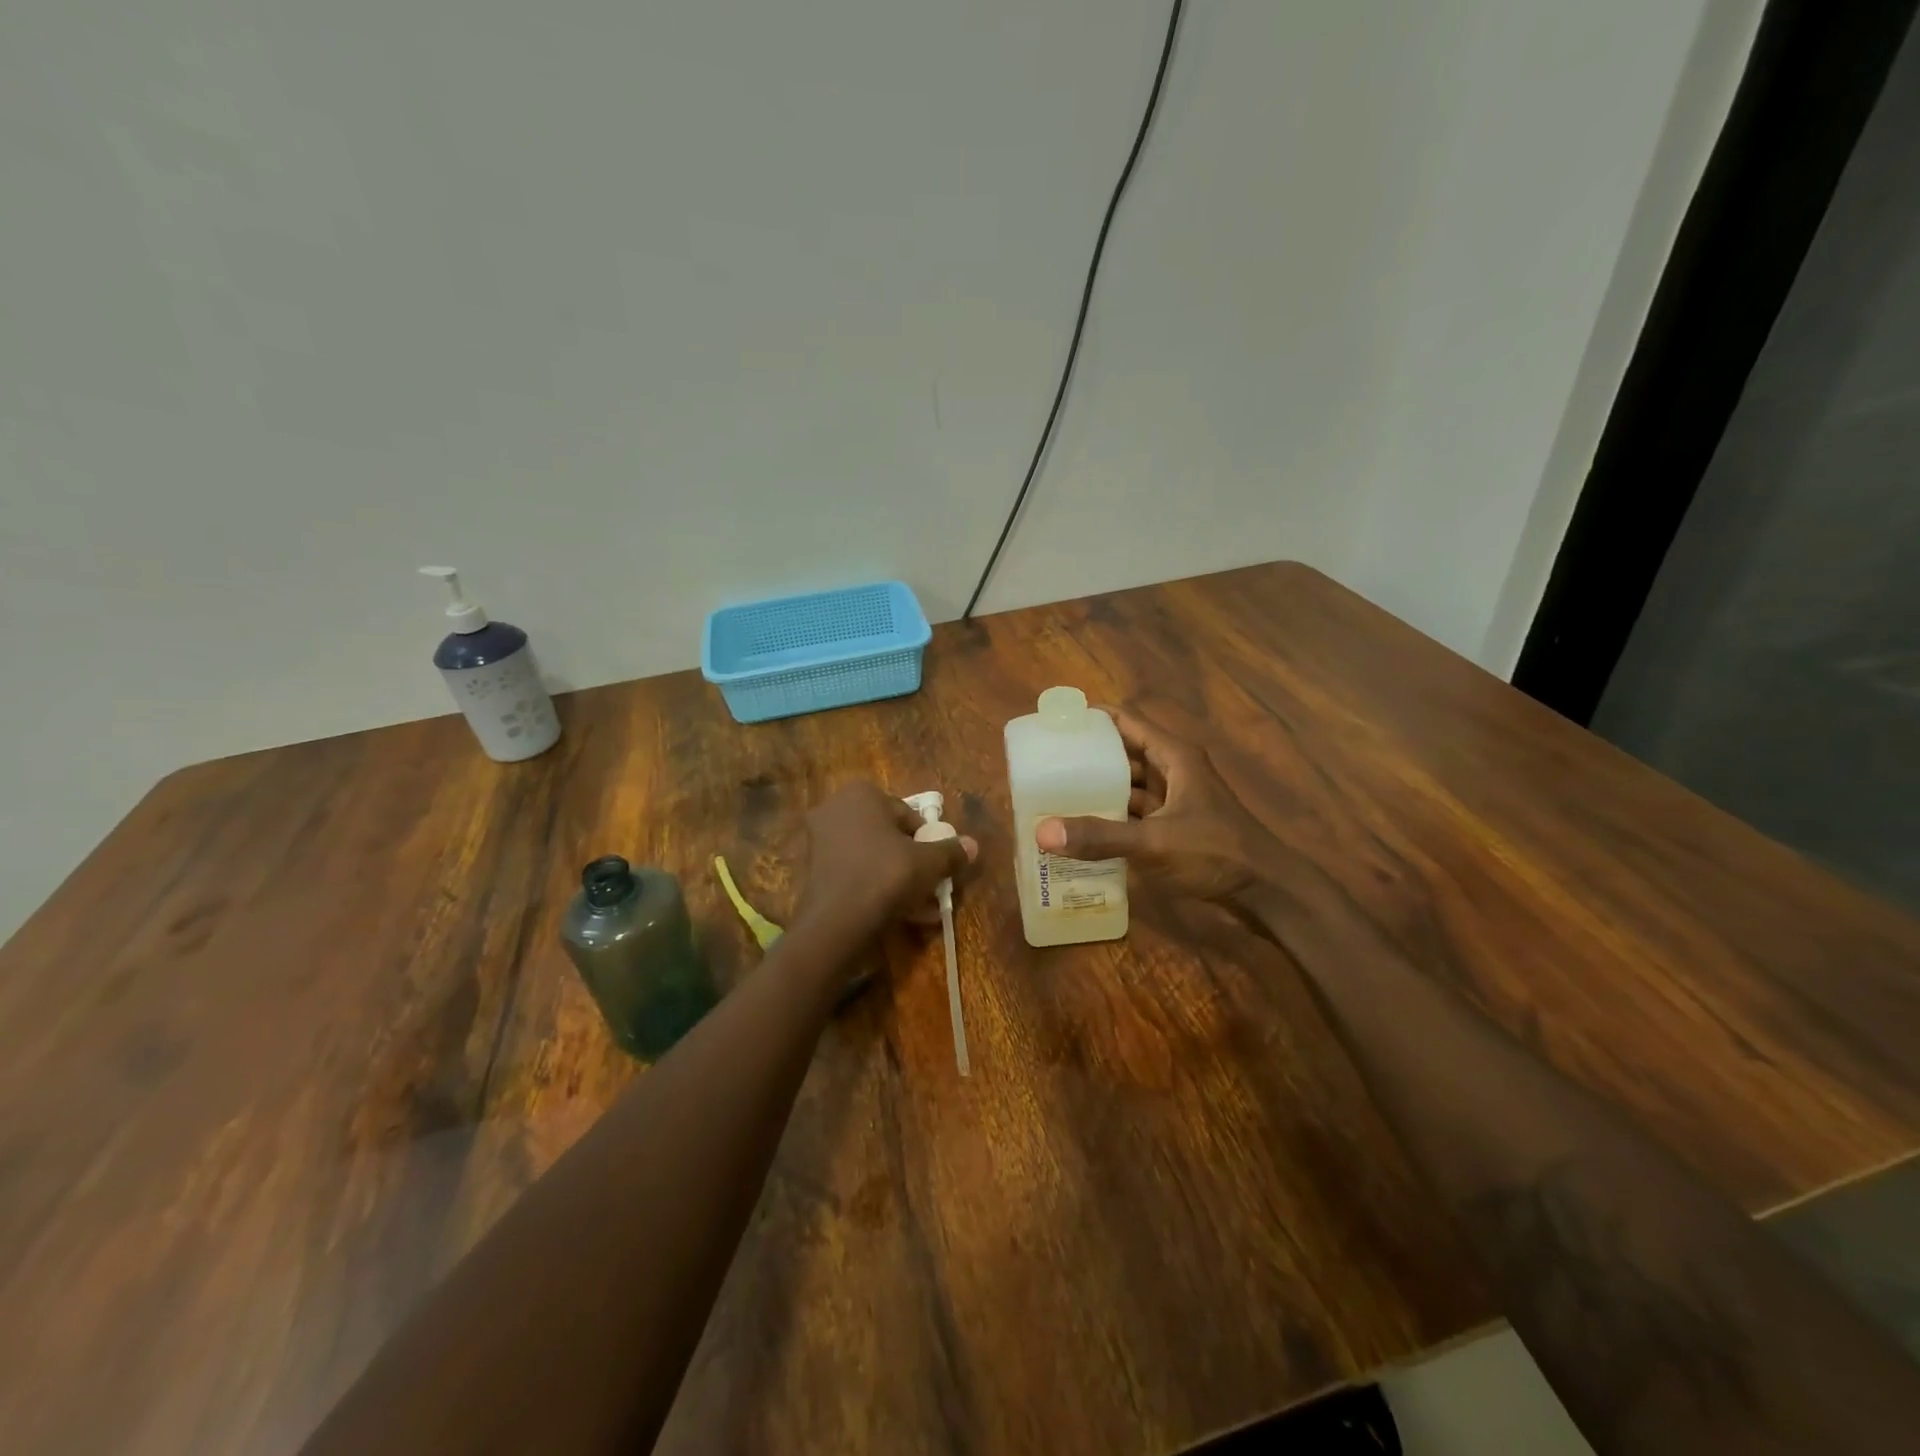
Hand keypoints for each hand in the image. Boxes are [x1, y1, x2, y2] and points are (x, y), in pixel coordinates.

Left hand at [796, 781, 977, 937]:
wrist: (837, 920)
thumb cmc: (886, 874)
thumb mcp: (929, 862)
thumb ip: (951, 851)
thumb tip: (973, 845)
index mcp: (861, 794)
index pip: (906, 814)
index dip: (926, 840)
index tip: (935, 863)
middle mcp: (835, 809)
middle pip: (886, 835)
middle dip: (909, 860)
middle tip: (927, 884)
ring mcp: (819, 840)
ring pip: (870, 857)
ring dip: (895, 878)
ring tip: (918, 907)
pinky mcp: (812, 870)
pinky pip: (853, 874)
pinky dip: (873, 889)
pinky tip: (896, 914)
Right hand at [1036, 708, 1281, 906]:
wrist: (1268, 893)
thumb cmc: (1216, 854)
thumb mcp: (1154, 842)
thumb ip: (1100, 837)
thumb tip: (1042, 833)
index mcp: (1175, 757)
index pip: (1127, 722)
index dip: (1092, 719)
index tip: (1056, 723)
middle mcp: (1175, 771)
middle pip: (1124, 753)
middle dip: (1088, 757)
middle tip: (1046, 763)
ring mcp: (1177, 800)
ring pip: (1130, 785)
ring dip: (1099, 789)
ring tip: (1056, 794)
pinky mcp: (1177, 827)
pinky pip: (1137, 813)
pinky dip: (1113, 817)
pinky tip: (1085, 829)